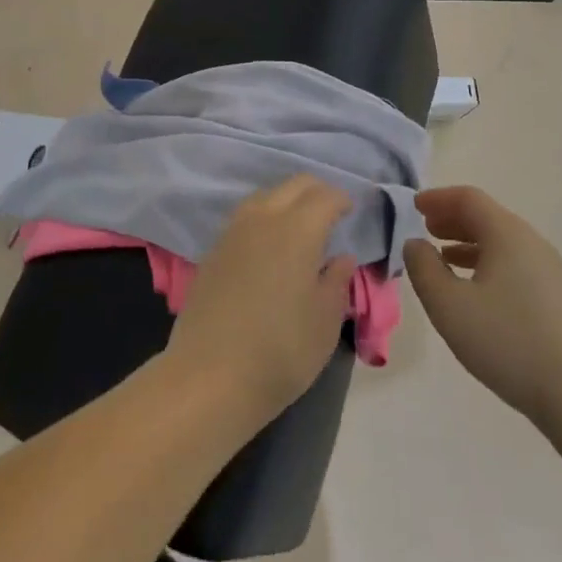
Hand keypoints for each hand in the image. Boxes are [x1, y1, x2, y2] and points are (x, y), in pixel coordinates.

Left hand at [166, 175, 355, 430]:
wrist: (210, 375)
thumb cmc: (281, 350)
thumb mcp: (325, 321)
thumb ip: (336, 282)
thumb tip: (341, 257)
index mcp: (297, 229)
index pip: (324, 196)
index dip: (341, 199)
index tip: (351, 211)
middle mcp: (263, 218)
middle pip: (293, 185)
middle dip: (315, 191)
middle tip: (330, 211)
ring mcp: (233, 231)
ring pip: (265, 196)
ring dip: (286, 201)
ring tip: (300, 226)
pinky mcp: (213, 250)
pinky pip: (245, 217)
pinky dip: (263, 218)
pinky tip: (268, 244)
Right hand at [404, 185, 561, 421]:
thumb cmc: (509, 341)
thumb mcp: (449, 306)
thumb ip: (424, 269)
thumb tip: (415, 244)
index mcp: (506, 233)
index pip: (468, 198)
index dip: (438, 198)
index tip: (414, 206)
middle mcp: (530, 242)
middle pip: (487, 216)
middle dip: (452, 218)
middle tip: (426, 227)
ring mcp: (549, 271)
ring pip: (502, 242)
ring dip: (468, 242)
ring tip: (444, 257)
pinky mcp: (557, 298)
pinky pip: (514, 263)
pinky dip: (487, 263)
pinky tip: (476, 291)